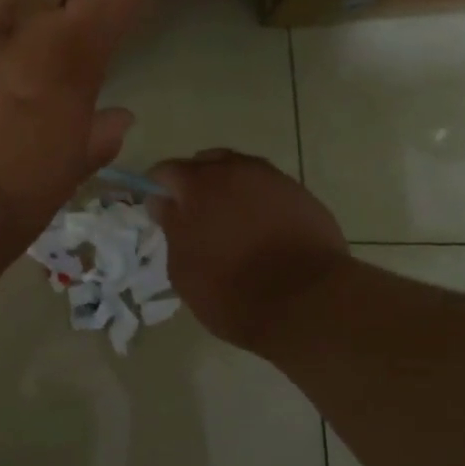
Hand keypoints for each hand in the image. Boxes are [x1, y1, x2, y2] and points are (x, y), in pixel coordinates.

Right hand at [149, 151, 349, 349]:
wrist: (306, 302)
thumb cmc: (231, 290)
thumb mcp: (183, 268)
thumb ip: (171, 227)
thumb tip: (165, 203)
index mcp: (200, 184)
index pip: (166, 172)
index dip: (158, 190)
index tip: (159, 213)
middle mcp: (238, 170)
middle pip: (207, 163)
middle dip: (196, 184)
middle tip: (194, 218)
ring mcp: (275, 180)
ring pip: (242, 173)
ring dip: (230, 191)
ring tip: (231, 225)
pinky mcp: (304, 197)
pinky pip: (270, 191)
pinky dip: (259, 204)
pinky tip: (262, 233)